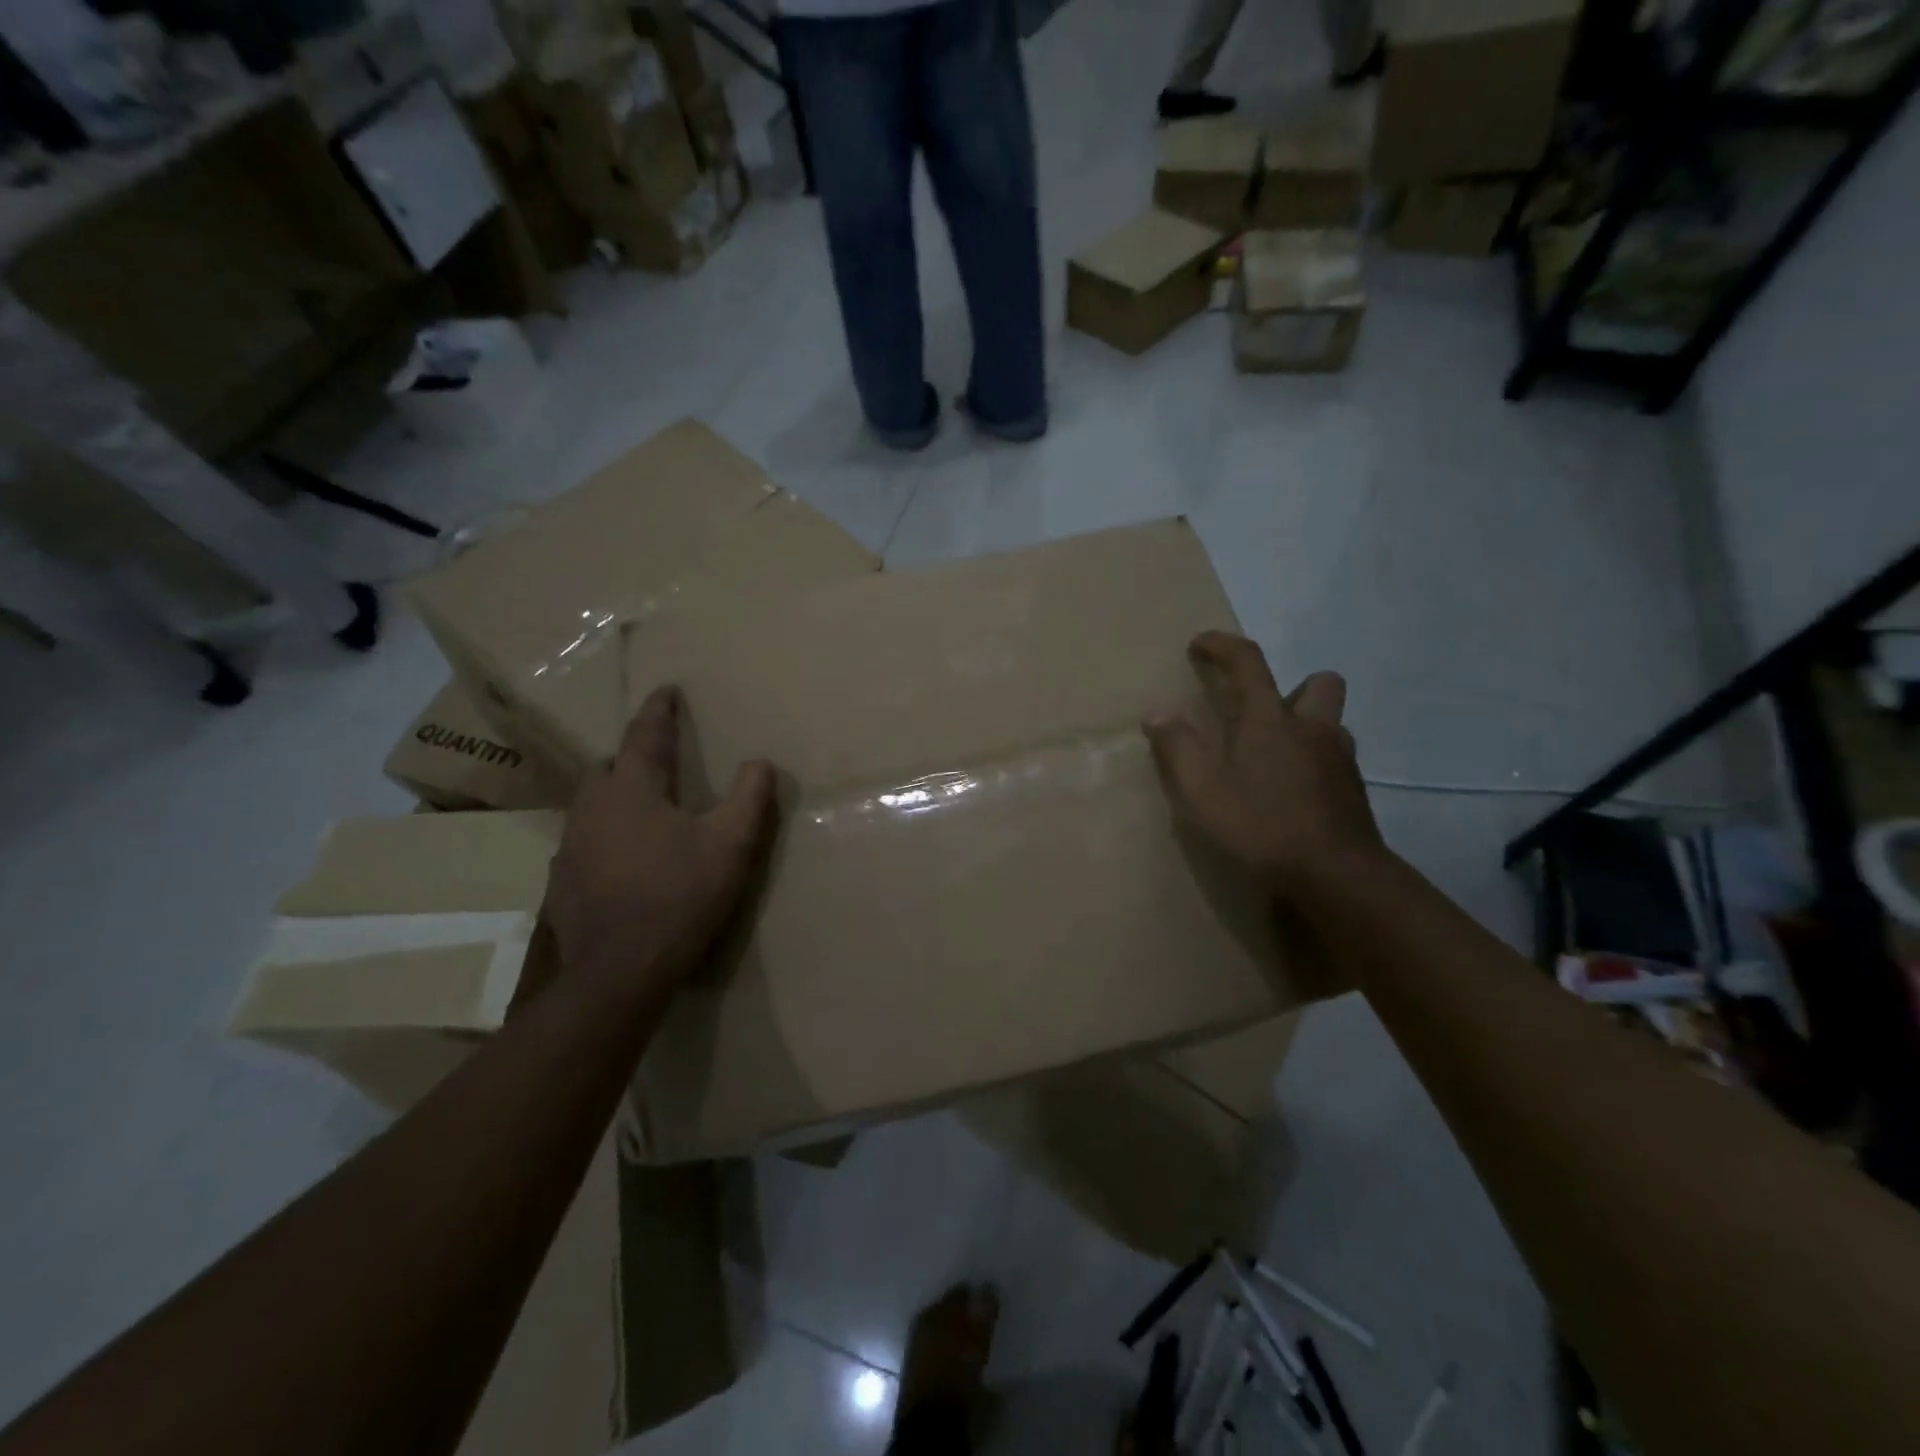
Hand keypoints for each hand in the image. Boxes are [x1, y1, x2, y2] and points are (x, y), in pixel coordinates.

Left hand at [539, 686, 775, 1004]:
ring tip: (642, 809)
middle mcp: (592, 807)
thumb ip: (750, 797)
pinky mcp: (561, 881)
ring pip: (591, 803)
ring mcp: (570, 845)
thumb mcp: (731, 844)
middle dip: (631, 756)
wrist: (618, 971)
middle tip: (657, 761)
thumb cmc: (680, 896)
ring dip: (615, 796)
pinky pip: (583, 840)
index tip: (666, 689)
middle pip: (607, 766)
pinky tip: (621, 860)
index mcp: (632, 789)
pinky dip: (604, 836)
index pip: (644, 735)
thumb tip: (760, 762)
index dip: (659, 710)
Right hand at [1144, 632, 1382, 899]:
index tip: (1200, 643)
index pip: (1248, 662)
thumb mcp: (1201, 791)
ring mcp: (1340, 758)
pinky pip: (1336, 759)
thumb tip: (1158, 714)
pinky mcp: (1354, 791)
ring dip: (1307, 728)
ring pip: (1332, 723)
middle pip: (1320, 683)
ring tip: (1275, 759)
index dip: (1222, 645)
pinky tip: (1294, 794)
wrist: (1336, 874)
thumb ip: (1178, 748)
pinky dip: (1315, 764)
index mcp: (1270, 719)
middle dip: (1293, 688)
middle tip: (1263, 715)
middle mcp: (1312, 727)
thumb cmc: (1261, 825)